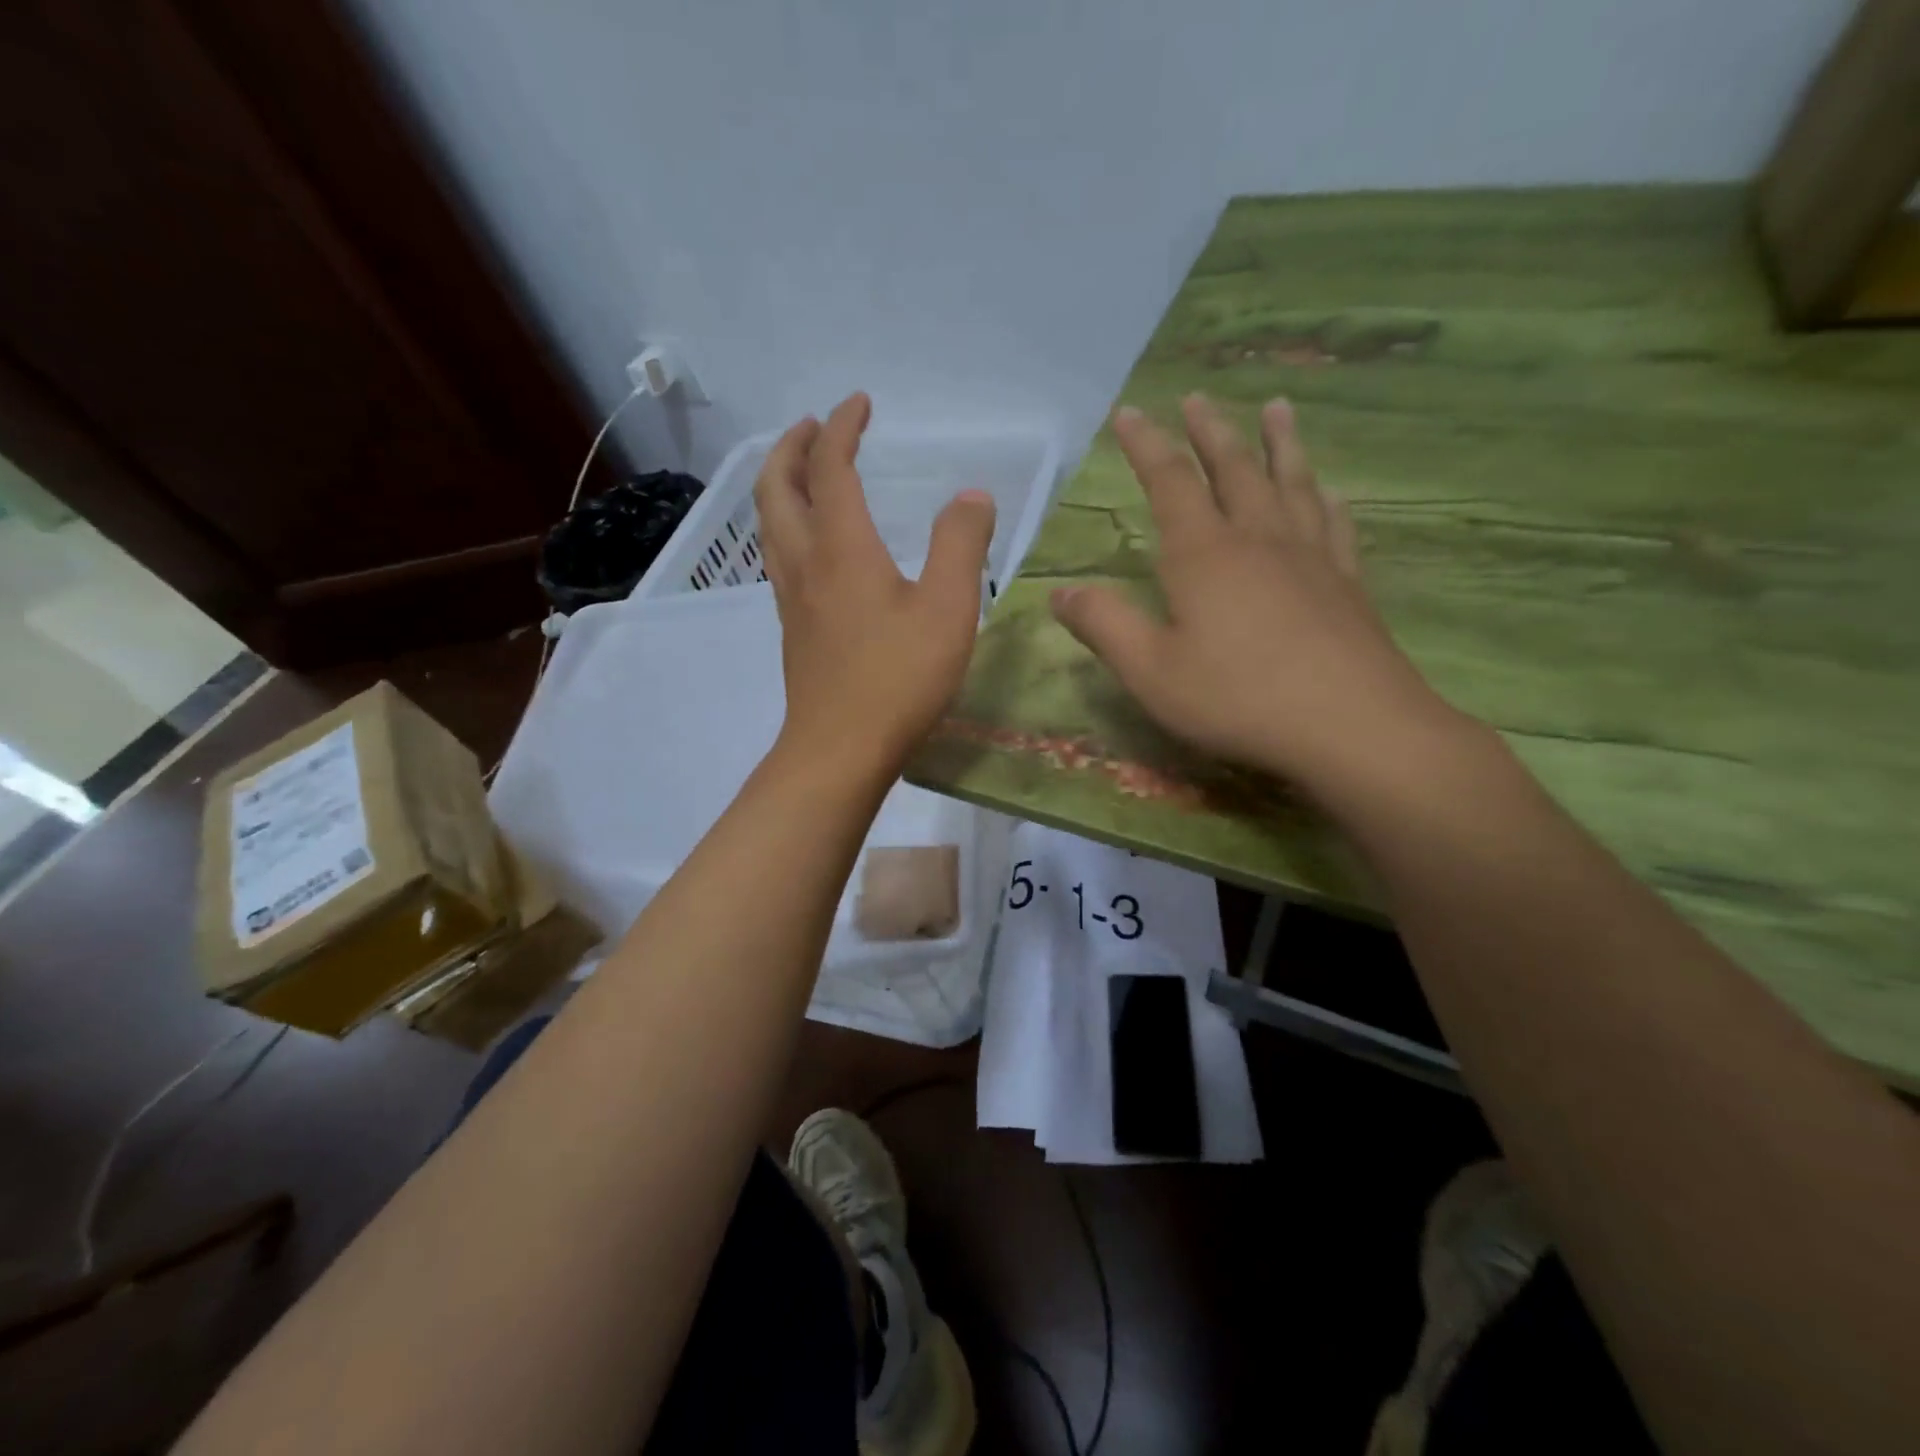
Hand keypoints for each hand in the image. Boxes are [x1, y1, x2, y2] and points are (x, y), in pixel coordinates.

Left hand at [756, 393, 995, 777]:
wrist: (839, 750)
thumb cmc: (898, 679)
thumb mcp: (949, 609)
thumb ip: (961, 545)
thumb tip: (971, 495)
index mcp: (842, 547)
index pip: (830, 467)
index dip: (842, 427)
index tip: (859, 404)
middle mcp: (805, 562)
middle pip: (777, 487)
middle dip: (793, 447)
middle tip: (813, 427)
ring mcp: (791, 598)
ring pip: (769, 524)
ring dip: (781, 485)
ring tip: (805, 474)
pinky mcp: (793, 628)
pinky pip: (779, 556)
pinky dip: (787, 525)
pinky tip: (812, 545)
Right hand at [1049, 395, 1460, 794]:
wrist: (1349, 726)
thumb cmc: (1237, 698)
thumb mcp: (1151, 671)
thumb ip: (1104, 626)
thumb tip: (1059, 593)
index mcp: (1202, 554)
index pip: (1169, 482)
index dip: (1146, 445)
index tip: (1130, 412)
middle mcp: (1257, 539)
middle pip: (1232, 468)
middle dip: (1209, 431)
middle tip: (1197, 397)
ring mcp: (1309, 557)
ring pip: (1291, 483)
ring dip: (1279, 443)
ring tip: (1277, 408)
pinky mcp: (1346, 582)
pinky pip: (1334, 525)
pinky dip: (1326, 499)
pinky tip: (1328, 490)